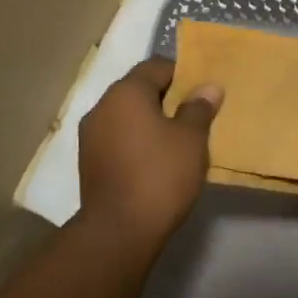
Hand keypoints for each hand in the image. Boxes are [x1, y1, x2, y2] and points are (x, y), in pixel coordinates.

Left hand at [77, 58, 222, 241]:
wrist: (119, 230)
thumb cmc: (160, 175)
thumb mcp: (191, 140)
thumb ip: (199, 108)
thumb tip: (208, 87)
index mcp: (126, 92)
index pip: (156, 66)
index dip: (182, 74)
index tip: (202, 92)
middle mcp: (102, 106)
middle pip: (138, 90)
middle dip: (166, 98)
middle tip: (194, 116)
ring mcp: (90, 135)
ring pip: (126, 116)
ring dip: (149, 122)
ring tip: (176, 141)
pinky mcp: (89, 162)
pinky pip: (117, 139)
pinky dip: (136, 141)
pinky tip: (154, 161)